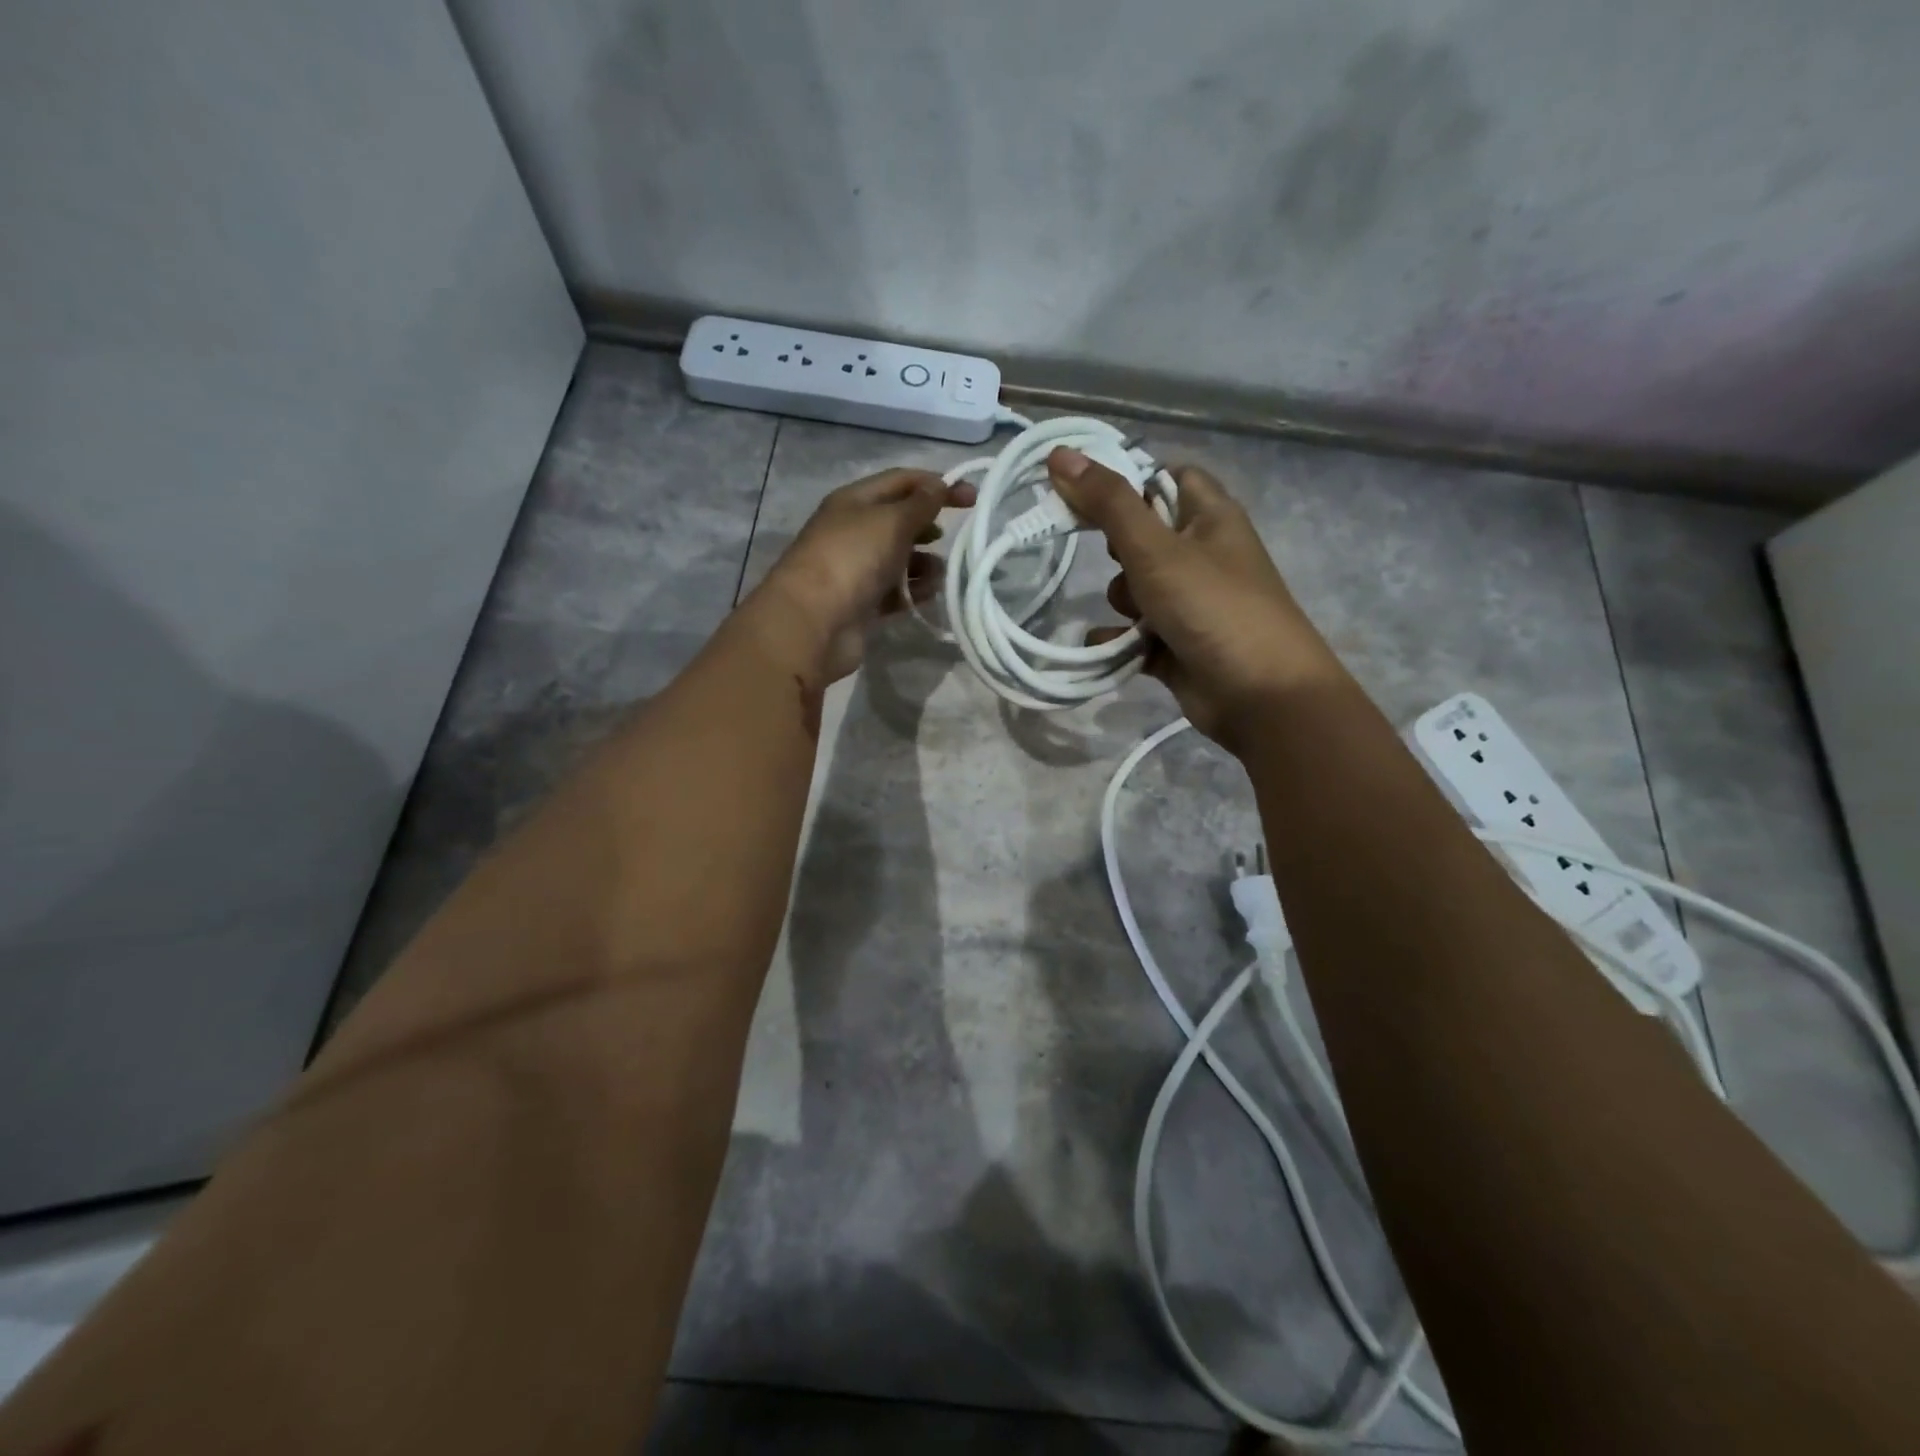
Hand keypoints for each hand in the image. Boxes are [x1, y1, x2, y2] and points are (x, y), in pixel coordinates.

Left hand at [749, 468, 974, 684]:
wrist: (813, 623)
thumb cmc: (852, 560)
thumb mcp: (891, 521)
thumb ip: (920, 504)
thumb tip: (939, 486)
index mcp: (854, 501)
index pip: (901, 481)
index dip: (936, 484)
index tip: (972, 498)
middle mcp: (853, 531)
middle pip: (900, 520)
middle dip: (929, 526)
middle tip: (957, 537)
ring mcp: (856, 569)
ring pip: (900, 559)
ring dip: (925, 564)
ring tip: (942, 572)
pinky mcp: (863, 603)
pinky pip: (896, 591)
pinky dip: (914, 591)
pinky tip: (929, 594)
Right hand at [1048, 447, 1344, 748]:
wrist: (1261, 696)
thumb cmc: (1213, 607)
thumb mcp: (1156, 549)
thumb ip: (1108, 503)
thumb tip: (1060, 453)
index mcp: (1211, 516)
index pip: (1167, 477)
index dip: (1129, 481)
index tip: (1089, 494)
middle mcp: (1203, 554)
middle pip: (1144, 534)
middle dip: (1119, 550)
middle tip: (1121, 560)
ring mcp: (1191, 602)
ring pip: (1136, 587)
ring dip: (1124, 601)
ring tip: (1138, 617)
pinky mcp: (1178, 644)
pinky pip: (1135, 633)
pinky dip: (1120, 640)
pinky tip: (1111, 649)